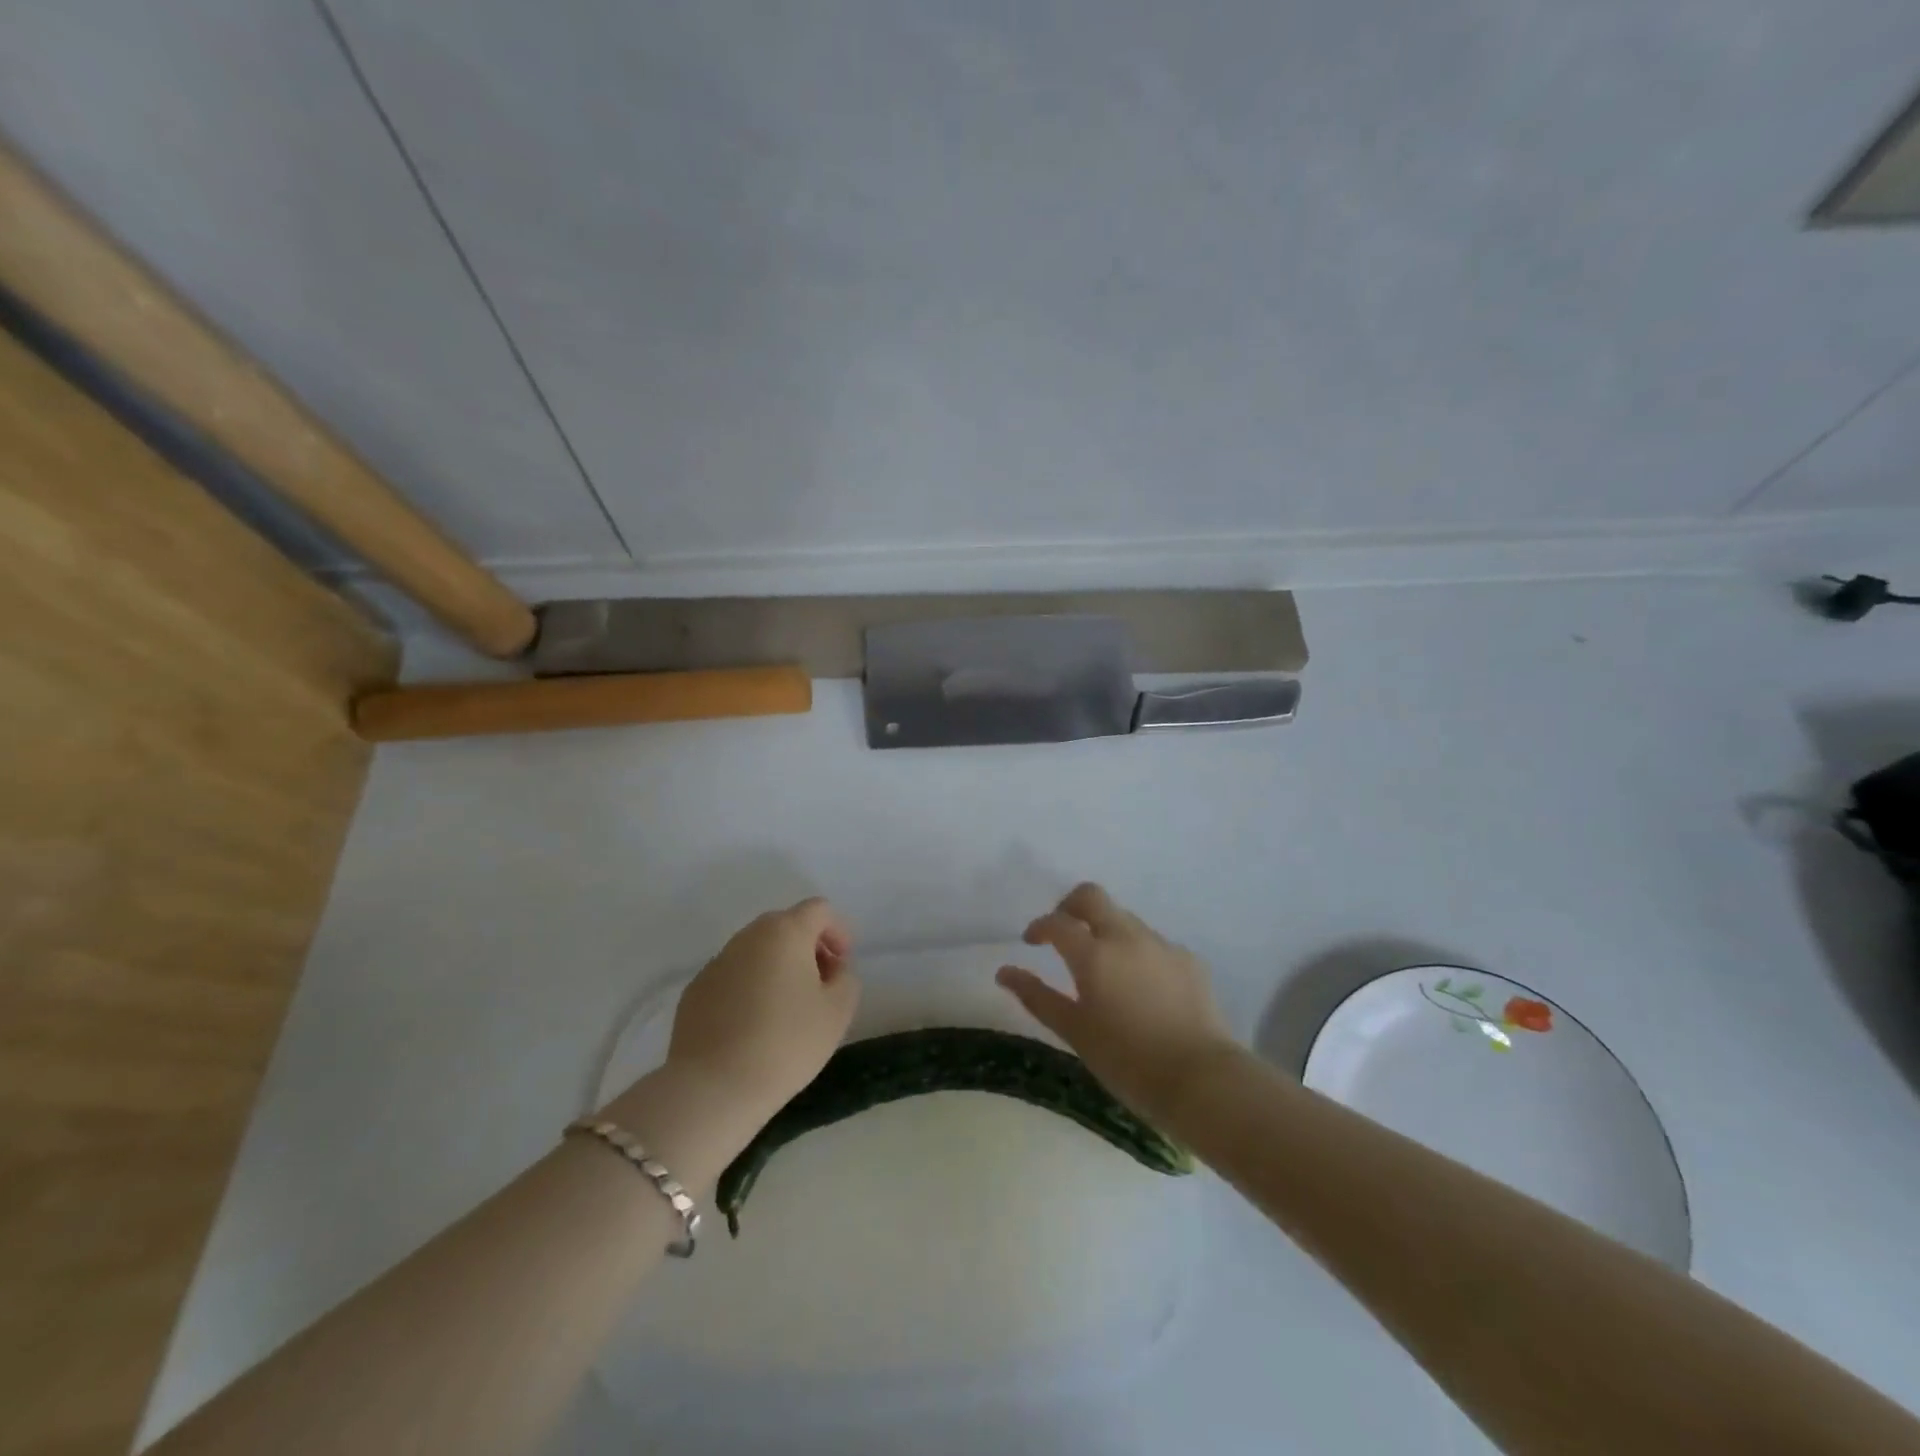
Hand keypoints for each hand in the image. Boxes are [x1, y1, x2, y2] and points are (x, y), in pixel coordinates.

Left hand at [666, 898, 859, 1124]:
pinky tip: (753, 1025)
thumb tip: (832, 969)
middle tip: (820, 985)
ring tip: (786, 1009)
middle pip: (786, 925)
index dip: (838, 931)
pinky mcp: (695, 990)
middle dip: (808, 947)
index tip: (842, 966)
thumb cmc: (786, 1043)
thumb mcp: (838, 1012)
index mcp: (785, 932)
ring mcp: (717, 962)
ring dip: (777, 967)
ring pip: (757, 950)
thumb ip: (846, 978)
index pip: (819, 910)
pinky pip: (733, 975)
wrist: (713, 1088)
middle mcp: (748, 936)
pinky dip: (749, 987)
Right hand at [996, 883, 1233, 1120]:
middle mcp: (1127, 937)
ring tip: (1104, 970)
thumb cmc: (1127, 1061)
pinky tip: (1142, 988)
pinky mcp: (1188, 960)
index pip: (1057, 922)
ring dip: (1106, 931)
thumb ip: (1037, 997)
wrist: (1201, 1079)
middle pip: (1092, 896)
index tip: (1032, 942)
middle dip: (1070, 906)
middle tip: (1064, 933)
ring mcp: (1161, 945)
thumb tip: (1004, 972)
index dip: (1039, 927)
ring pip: (1124, 919)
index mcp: (1094, 954)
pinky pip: (1153, 944)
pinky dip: (1137, 953)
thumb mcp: (1075, 1032)